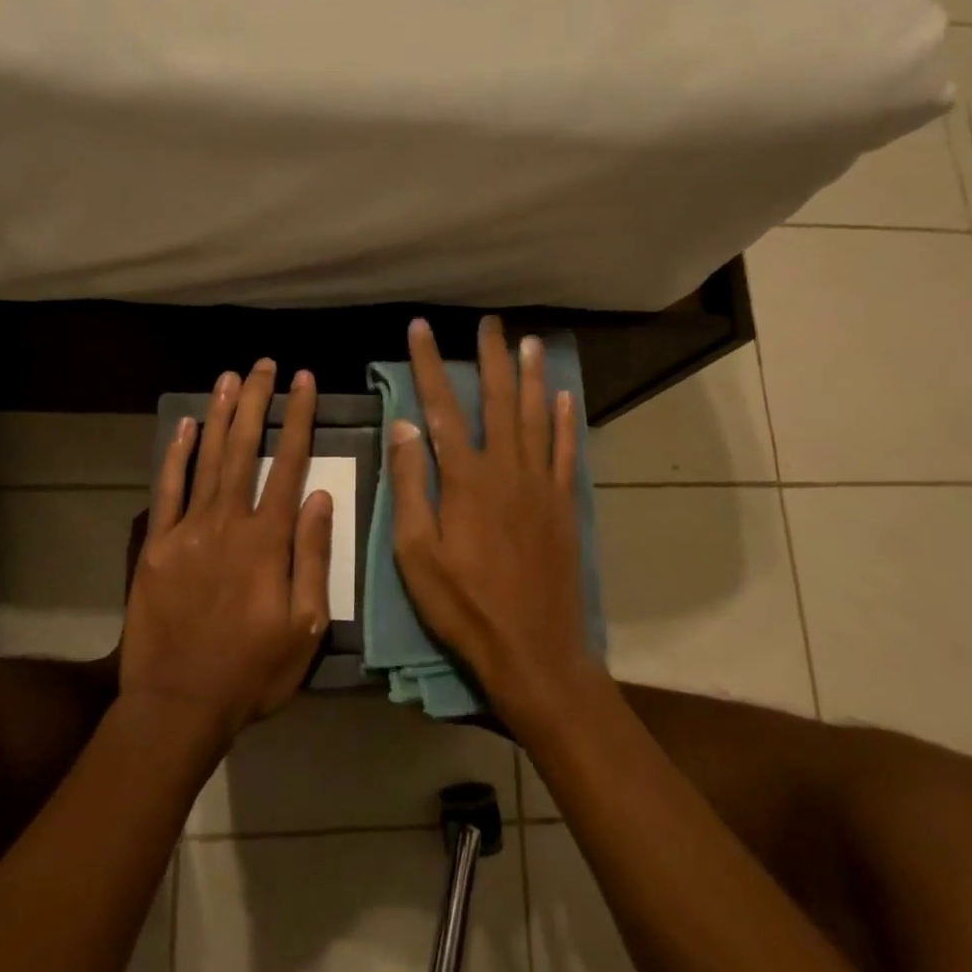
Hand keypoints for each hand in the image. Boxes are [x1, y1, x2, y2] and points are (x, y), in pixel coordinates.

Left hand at [120, 359, 334, 737]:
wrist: (179, 703)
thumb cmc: (253, 671)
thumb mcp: (306, 626)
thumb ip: (313, 557)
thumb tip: (320, 497)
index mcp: (268, 541)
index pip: (289, 465)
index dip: (299, 419)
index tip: (305, 382)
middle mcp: (228, 523)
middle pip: (245, 449)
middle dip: (258, 402)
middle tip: (265, 365)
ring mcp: (187, 531)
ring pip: (207, 459)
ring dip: (221, 415)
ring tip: (231, 377)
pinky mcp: (156, 546)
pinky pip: (167, 490)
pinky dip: (176, 456)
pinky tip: (186, 425)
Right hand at [388, 317, 597, 731]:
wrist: (532, 648)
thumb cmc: (463, 605)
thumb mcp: (415, 552)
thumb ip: (410, 485)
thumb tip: (404, 426)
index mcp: (465, 479)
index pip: (442, 407)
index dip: (429, 365)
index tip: (420, 328)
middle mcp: (507, 469)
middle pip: (498, 400)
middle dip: (490, 358)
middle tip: (488, 323)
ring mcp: (541, 486)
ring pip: (537, 416)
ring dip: (532, 377)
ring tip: (529, 343)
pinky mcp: (564, 506)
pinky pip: (566, 452)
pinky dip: (565, 422)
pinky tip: (564, 399)